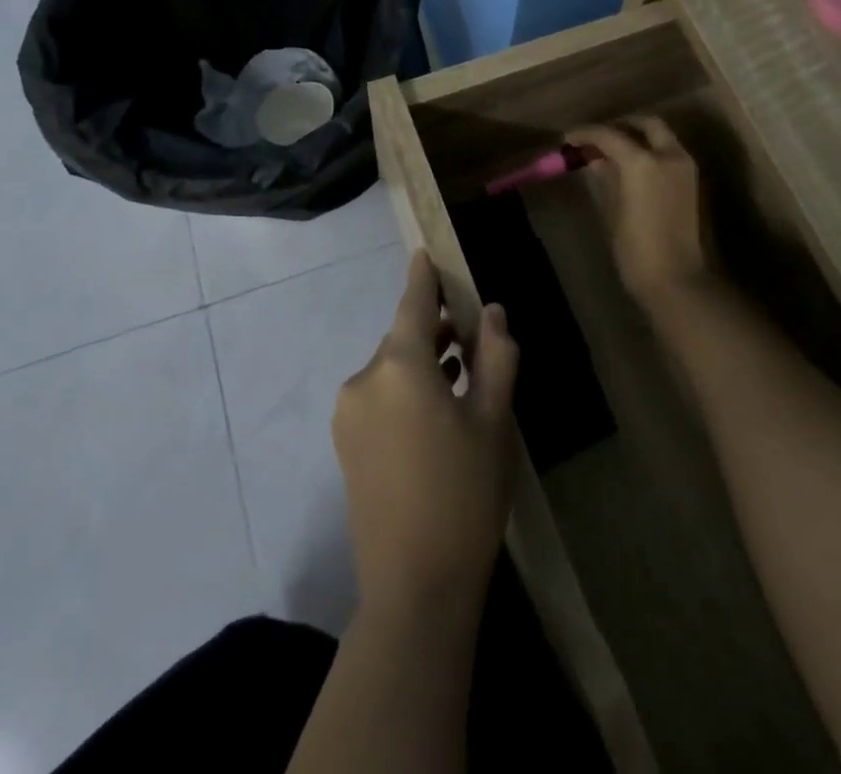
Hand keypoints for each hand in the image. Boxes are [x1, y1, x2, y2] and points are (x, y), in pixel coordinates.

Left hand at [332, 251, 519, 620]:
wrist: (414, 587)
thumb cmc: (465, 495)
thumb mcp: (494, 421)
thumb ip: (495, 357)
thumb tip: (492, 312)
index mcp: (400, 365)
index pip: (413, 303)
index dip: (423, 276)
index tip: (427, 252)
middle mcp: (365, 378)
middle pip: (403, 337)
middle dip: (434, 328)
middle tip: (472, 334)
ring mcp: (348, 412)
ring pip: (391, 368)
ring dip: (421, 361)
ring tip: (461, 371)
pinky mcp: (345, 443)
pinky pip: (378, 395)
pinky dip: (404, 388)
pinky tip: (434, 409)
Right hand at [567, 118, 716, 317]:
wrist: (677, 280)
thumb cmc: (636, 249)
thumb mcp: (613, 211)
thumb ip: (606, 177)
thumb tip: (595, 159)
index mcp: (643, 162)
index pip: (610, 135)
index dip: (586, 134)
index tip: (568, 139)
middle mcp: (669, 155)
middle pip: (645, 125)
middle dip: (620, 127)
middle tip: (597, 140)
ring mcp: (685, 167)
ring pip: (661, 137)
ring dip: (638, 138)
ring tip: (611, 153)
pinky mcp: (692, 182)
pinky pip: (668, 154)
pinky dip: (650, 151)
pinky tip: (631, 168)